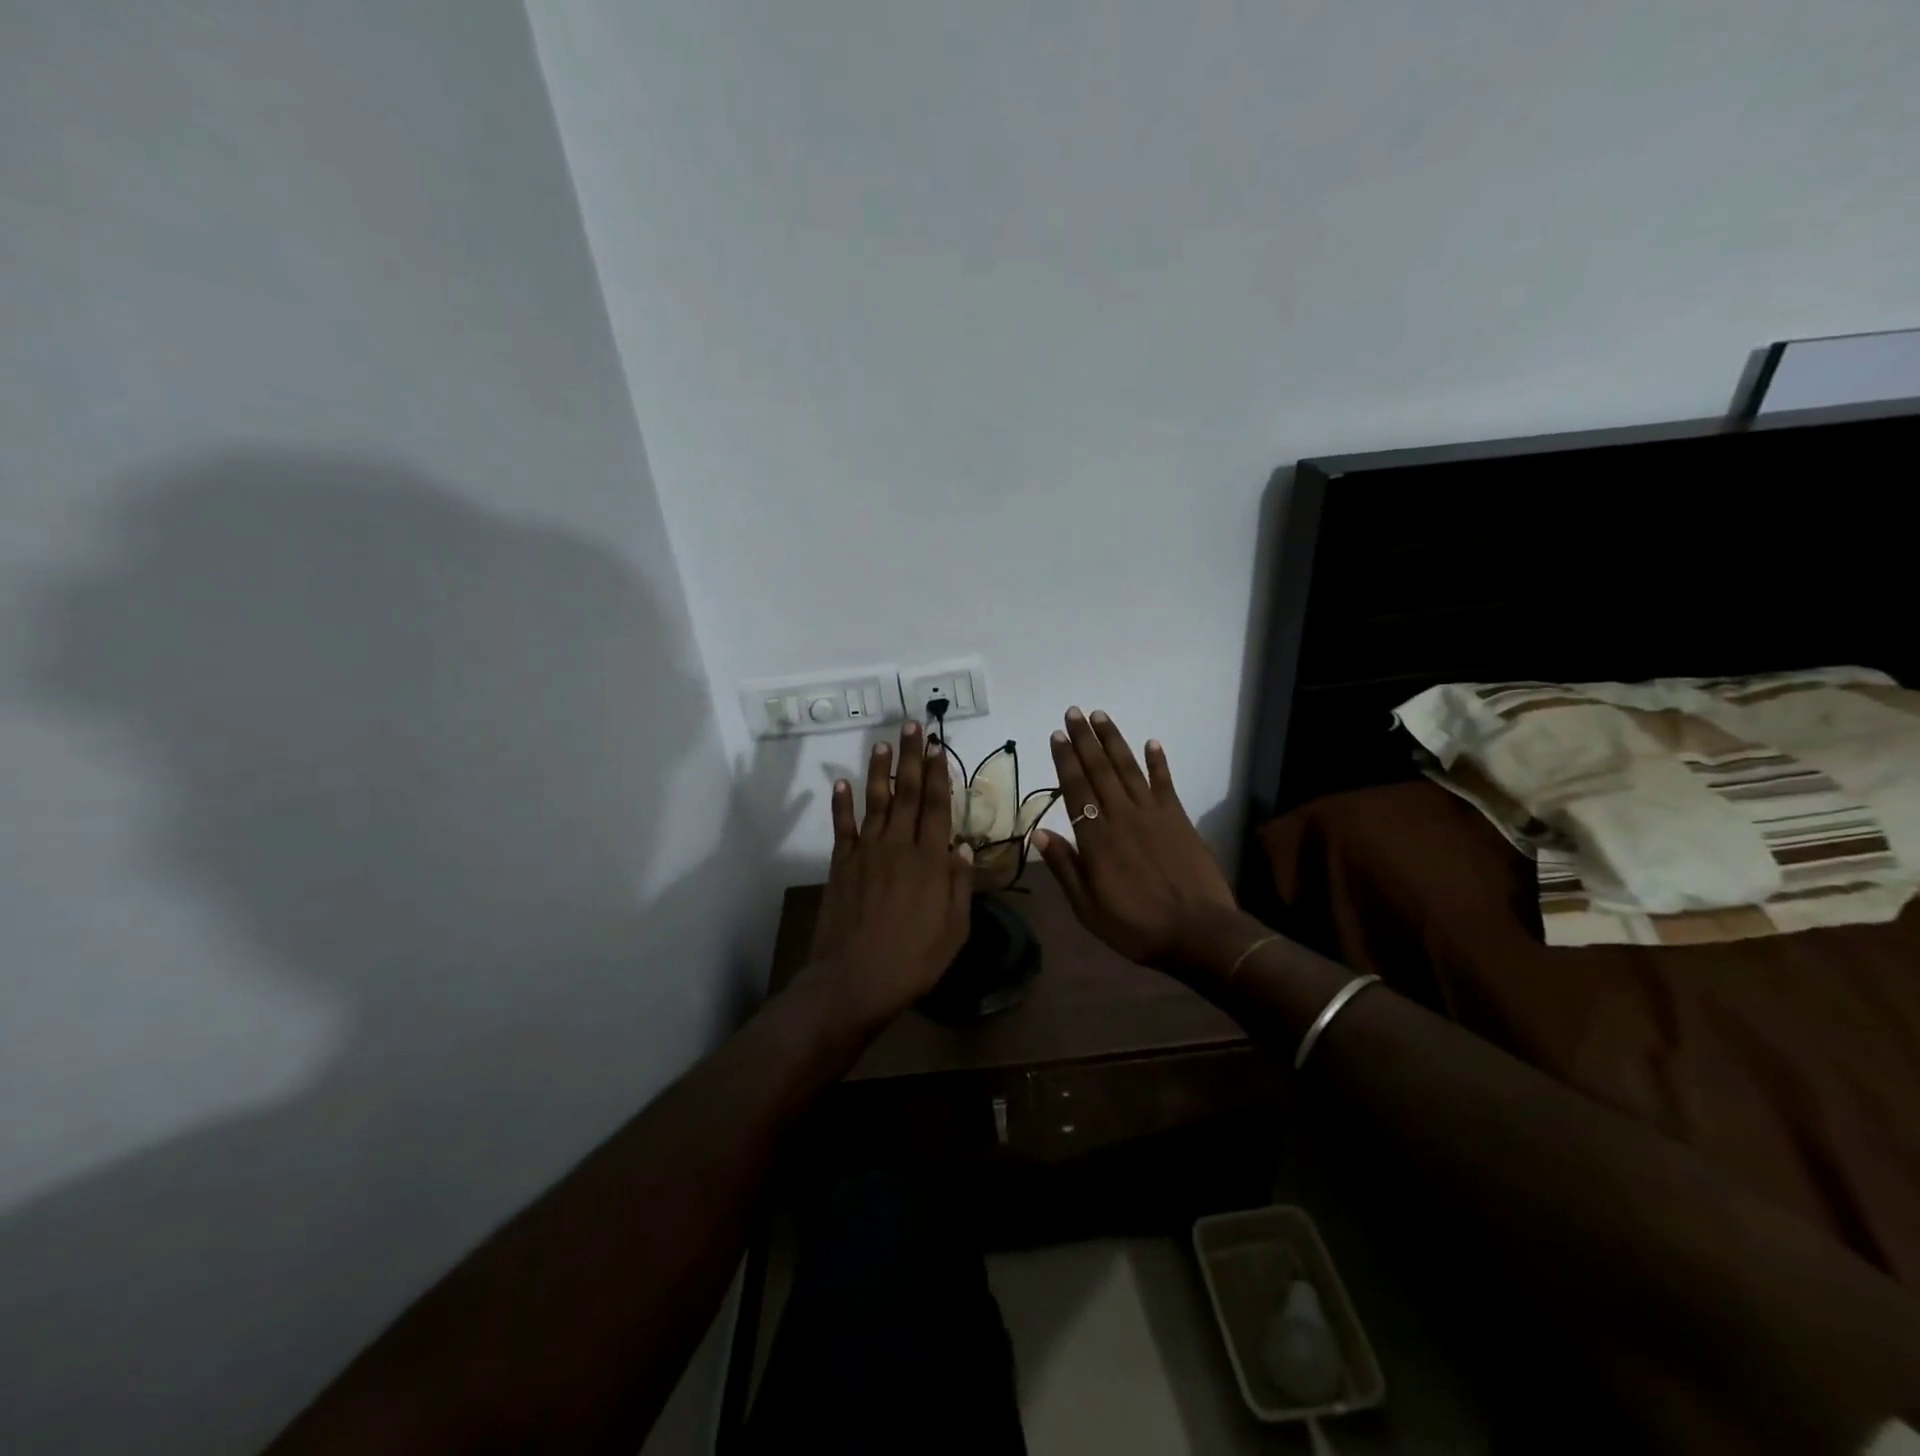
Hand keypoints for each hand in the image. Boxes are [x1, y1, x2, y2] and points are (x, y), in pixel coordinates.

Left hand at [807, 721, 973, 1024]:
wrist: (853, 980)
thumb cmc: (913, 960)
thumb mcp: (954, 929)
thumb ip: (959, 884)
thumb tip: (962, 845)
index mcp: (930, 860)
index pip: (937, 806)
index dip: (938, 773)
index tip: (937, 746)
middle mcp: (898, 846)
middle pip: (908, 793)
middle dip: (911, 757)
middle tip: (912, 726)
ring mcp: (866, 852)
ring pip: (876, 801)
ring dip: (880, 770)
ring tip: (883, 742)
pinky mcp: (841, 864)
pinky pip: (842, 826)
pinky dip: (841, 802)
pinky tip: (841, 782)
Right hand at [1033, 708, 1237, 971]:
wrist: (1198, 933)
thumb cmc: (1136, 926)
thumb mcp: (1088, 908)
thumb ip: (1065, 867)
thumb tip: (1039, 833)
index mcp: (1096, 839)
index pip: (1076, 789)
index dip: (1065, 760)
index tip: (1057, 736)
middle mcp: (1122, 816)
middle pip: (1100, 770)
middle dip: (1084, 740)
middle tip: (1073, 712)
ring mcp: (1153, 814)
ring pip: (1129, 768)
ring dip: (1114, 741)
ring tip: (1100, 716)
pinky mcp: (1178, 819)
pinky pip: (1165, 783)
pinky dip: (1158, 762)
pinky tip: (1152, 742)